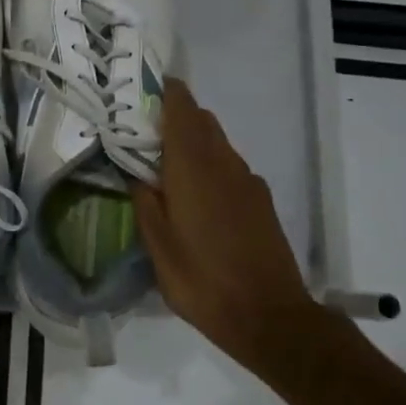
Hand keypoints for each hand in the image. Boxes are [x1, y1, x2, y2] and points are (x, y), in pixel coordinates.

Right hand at [131, 78, 330, 372]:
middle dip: (175, 116)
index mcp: (193, 167)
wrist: (269, 316)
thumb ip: (145, 201)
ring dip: (193, 142)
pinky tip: (195, 196)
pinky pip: (230, 167)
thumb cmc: (202, 280)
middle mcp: (224, 163)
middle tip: (143, 132)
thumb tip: (136, 172)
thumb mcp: (158, 245)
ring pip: (218, 143)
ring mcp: (248, 181)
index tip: (144, 88)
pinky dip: (210, 165)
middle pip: (202, 120)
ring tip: (165, 165)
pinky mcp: (261, 201)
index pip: (182, 108)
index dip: (165, 92)